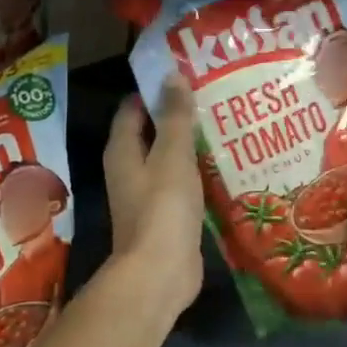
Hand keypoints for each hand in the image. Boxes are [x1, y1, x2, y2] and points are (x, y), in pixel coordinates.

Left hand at [104, 79, 204, 319]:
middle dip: (177, 115)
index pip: (133, 109)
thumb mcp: (172, 156)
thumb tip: (171, 75)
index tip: (185, 74)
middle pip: (151, 133)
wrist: (160, 272)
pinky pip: (182, 185)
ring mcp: (147, 195)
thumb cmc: (162, 208)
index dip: (154, 90)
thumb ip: (174, 117)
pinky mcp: (166, 216)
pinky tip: (224, 165)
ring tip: (224, 123)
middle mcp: (129, 170)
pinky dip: (197, 173)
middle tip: (212, 96)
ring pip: (168, 160)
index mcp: (123, 151)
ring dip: (190, 145)